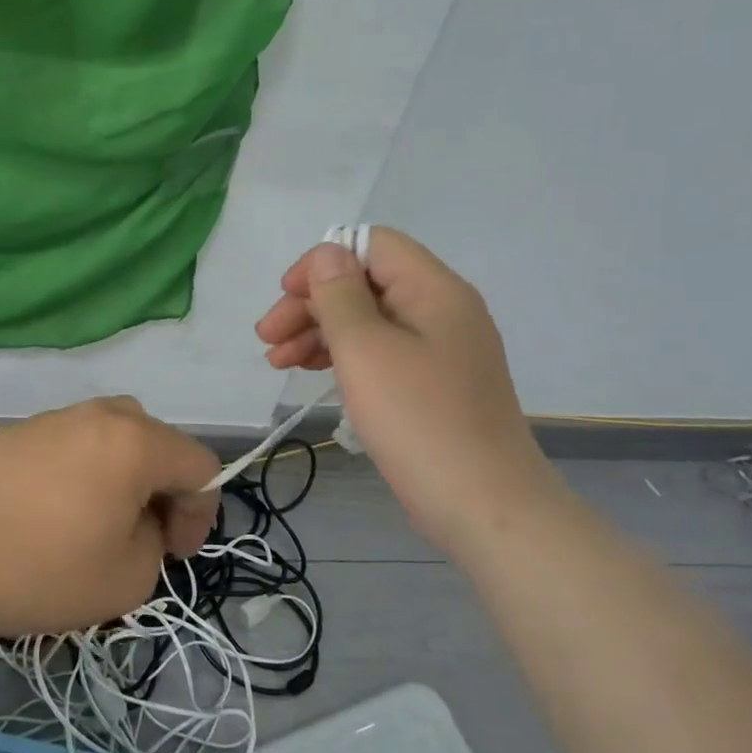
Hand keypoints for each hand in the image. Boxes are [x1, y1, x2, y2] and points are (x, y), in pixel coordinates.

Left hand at [0, 397, 220, 640]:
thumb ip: (156, 541)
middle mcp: (99, 415)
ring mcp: (54, 418)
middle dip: (164, 488)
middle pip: (157, 441)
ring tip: (102, 520)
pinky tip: (56, 511)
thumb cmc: (44, 570)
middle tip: (145, 534)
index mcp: (135, 441)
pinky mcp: (18, 431)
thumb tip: (140, 521)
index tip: (176, 553)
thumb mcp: (129, 577)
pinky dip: (85, 470)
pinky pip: (73, 443)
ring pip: (113, 436)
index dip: (201, 512)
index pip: (199, 464)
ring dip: (125, 474)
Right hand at [255, 228, 559, 541]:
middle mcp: (441, 310)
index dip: (323, 261)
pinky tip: (311, 374)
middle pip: (366, 284)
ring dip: (319, 332)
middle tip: (267, 337)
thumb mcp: (366, 350)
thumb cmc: (419, 420)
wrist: (484, 507)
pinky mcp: (432, 385)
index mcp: (434, 290)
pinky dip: (343, 358)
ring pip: (368, 321)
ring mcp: (439, 350)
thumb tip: (327, 255)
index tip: (286, 295)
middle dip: (312, 303)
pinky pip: (381, 353)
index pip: (372, 245)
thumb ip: (340, 296)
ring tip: (277, 361)